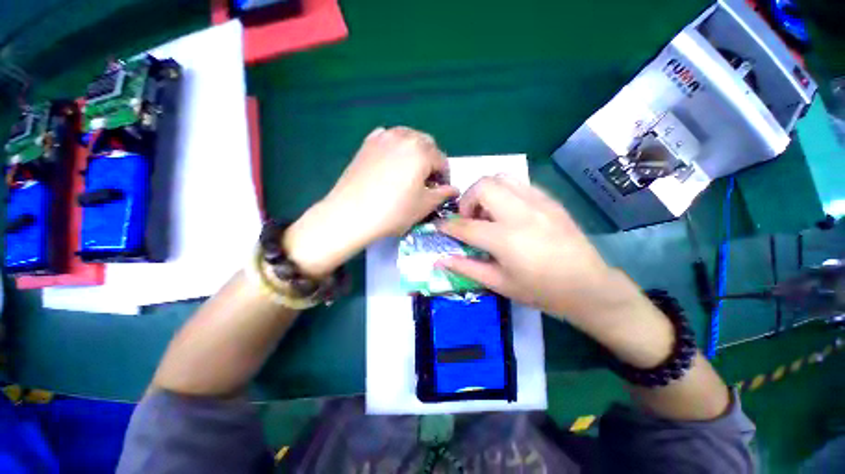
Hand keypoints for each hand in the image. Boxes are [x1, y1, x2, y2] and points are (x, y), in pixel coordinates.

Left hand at [285, 127, 456, 275]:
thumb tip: (454, 189)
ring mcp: (383, 137)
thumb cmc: (393, 212)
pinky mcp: (366, 144)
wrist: (350, 214)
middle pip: (426, 144)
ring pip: (407, 138)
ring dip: (415, 152)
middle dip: (431, 161)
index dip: (445, 177)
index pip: (442, 160)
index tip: (441, 191)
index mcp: (421, 151)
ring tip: (410, 171)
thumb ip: (443, 194)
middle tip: (427, 181)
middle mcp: (404, 136)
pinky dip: (396, 147)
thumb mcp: (424, 206)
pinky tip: (392, 162)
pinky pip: (388, 139)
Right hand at [436, 176, 615, 317]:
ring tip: (489, 213)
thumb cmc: (541, 291)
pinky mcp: (550, 200)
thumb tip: (440, 259)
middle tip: (470, 219)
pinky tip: (508, 212)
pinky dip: (505, 192)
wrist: (588, 286)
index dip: (447, 225)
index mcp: (505, 239)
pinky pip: (519, 184)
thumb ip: (467, 268)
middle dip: (467, 200)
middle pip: (483, 186)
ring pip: (501, 177)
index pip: (465, 225)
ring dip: (486, 192)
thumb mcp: (499, 284)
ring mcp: (538, 202)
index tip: (439, 226)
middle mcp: (520, 213)